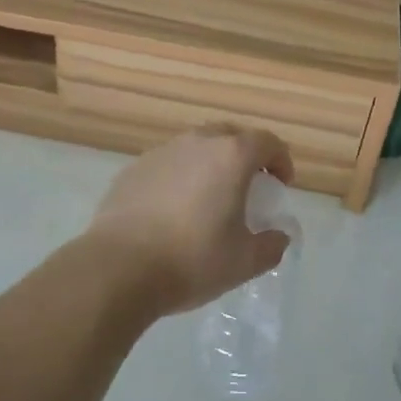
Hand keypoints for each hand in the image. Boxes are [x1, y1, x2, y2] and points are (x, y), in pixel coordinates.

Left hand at [86, 125, 294, 315]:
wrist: (119, 266)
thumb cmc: (192, 259)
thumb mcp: (244, 262)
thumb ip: (271, 245)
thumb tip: (279, 235)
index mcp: (231, 156)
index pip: (267, 142)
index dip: (280, 160)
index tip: (281, 185)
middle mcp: (197, 142)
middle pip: (231, 135)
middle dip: (246, 155)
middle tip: (249, 186)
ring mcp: (162, 151)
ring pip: (197, 146)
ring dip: (211, 163)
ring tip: (210, 197)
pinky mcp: (135, 167)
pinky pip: (169, 163)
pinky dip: (181, 176)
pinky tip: (174, 208)